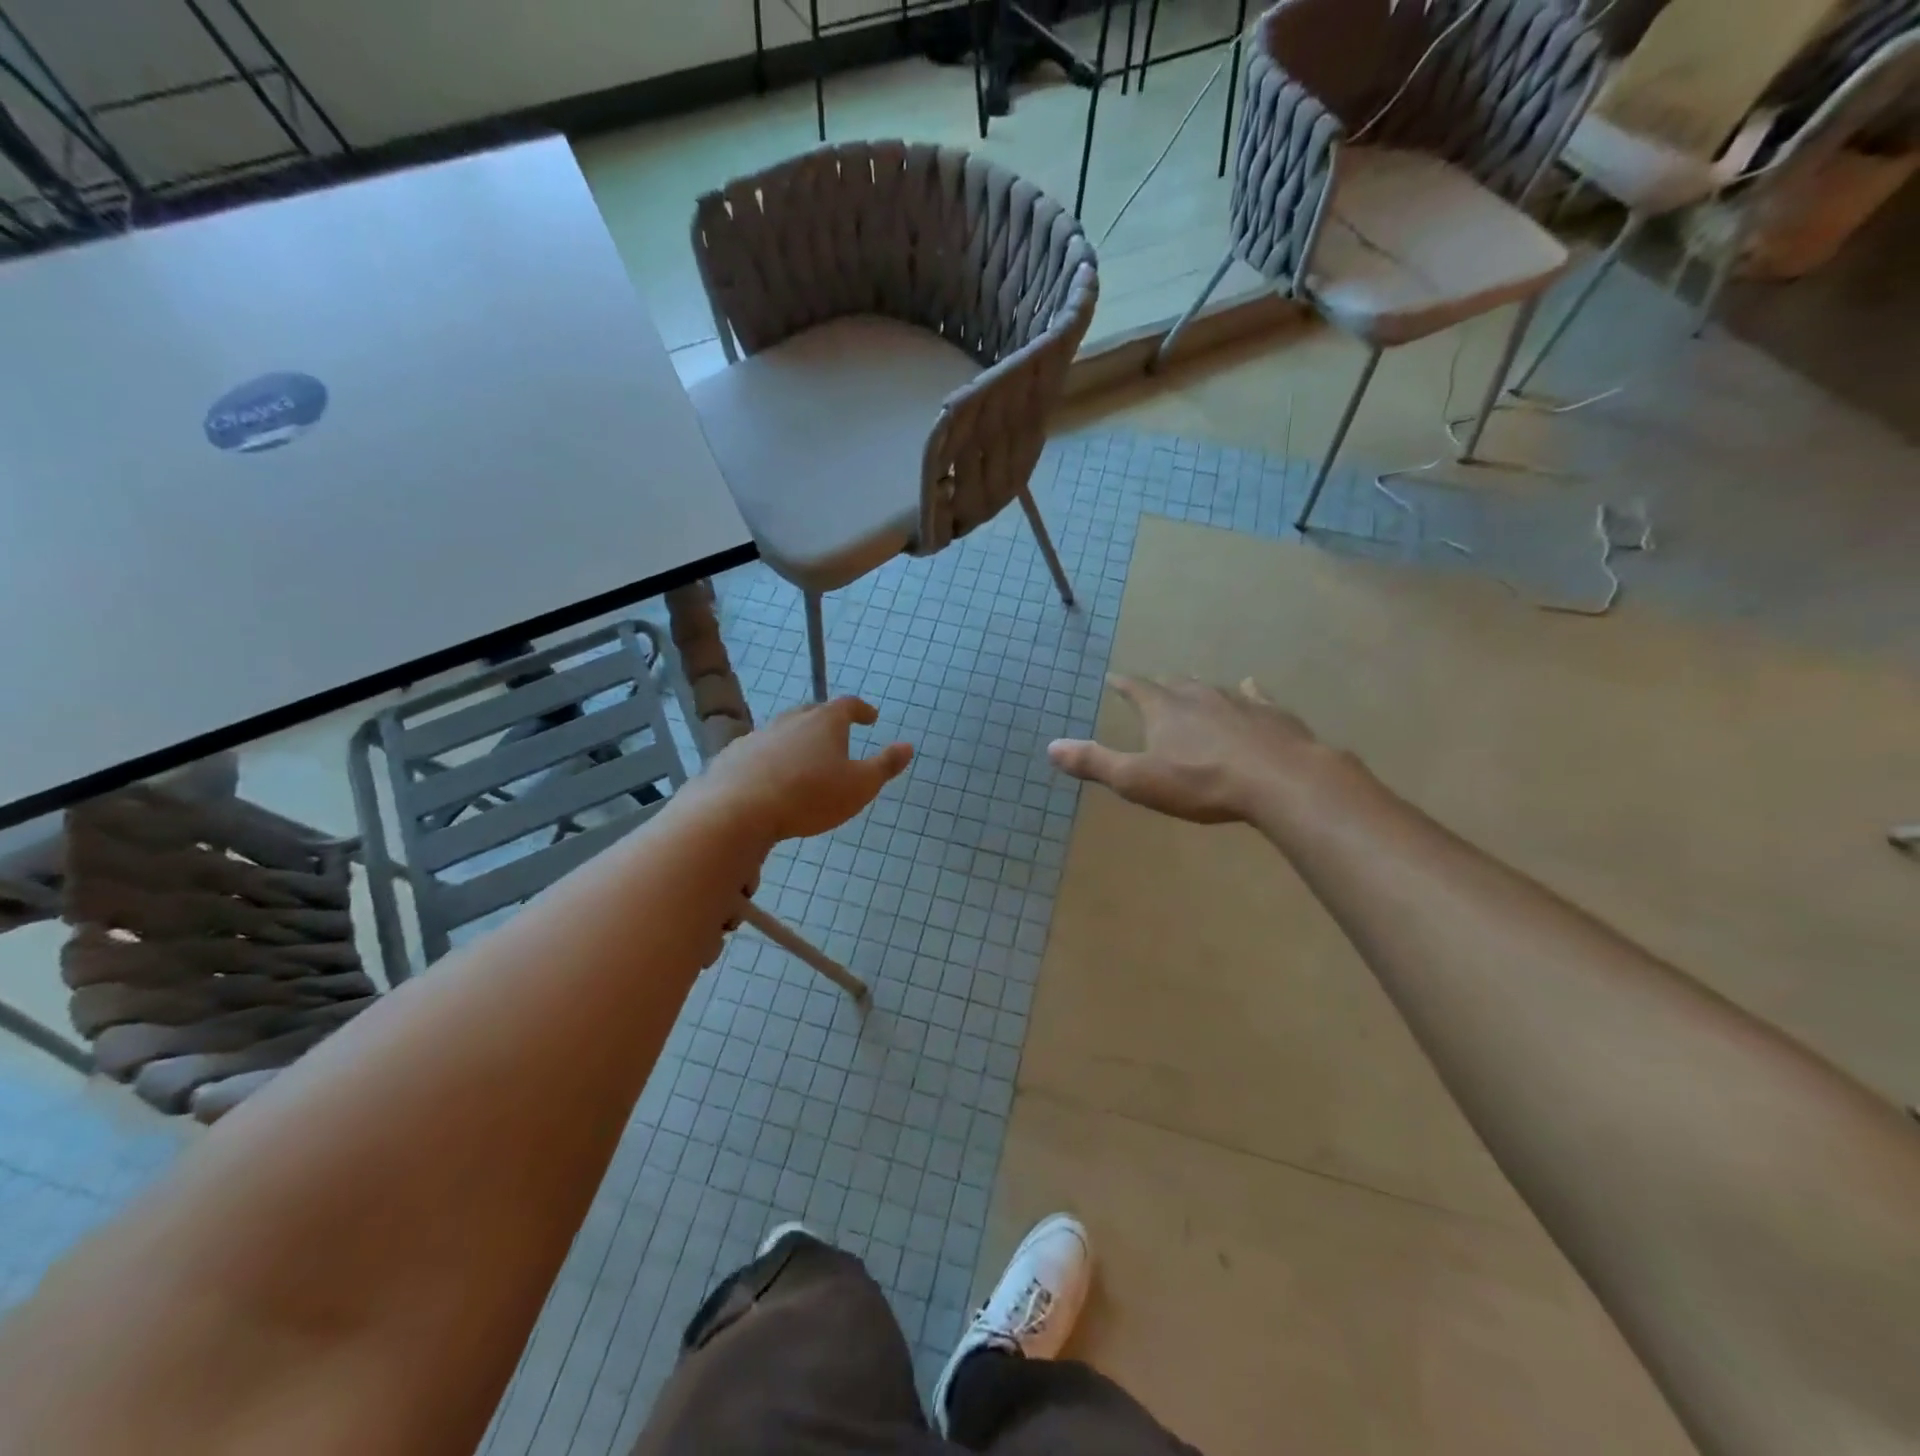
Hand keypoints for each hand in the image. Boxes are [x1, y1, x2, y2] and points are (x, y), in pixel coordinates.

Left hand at [693, 697, 912, 842]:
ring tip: (804, 759)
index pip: (848, 705)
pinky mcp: (733, 756)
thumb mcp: (860, 786)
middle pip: (812, 713)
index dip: (861, 710)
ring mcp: (758, 736)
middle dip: (827, 722)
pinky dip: (769, 759)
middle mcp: (790, 720)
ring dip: (796, 741)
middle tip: (837, 735)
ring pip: (783, 732)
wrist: (738, 810)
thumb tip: (908, 746)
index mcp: (824, 722)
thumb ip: (885, 766)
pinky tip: (769, 778)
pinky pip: (758, 752)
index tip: (870, 718)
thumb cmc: (809, 796)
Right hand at [1048, 676, 1335, 824]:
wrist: (1279, 780)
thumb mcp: (1138, 780)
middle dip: (1160, 686)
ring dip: (1198, 689)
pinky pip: (1254, 695)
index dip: (1122, 684)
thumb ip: (1095, 763)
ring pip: (1212, 688)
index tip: (1112, 678)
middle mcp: (1198, 696)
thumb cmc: (1201, 782)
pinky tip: (1250, 688)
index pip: (1135, 689)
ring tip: (1192, 688)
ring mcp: (1238, 701)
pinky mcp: (1271, 714)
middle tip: (1153, 688)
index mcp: (1163, 709)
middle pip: (1174, 684)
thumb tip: (1051, 747)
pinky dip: (1248, 691)